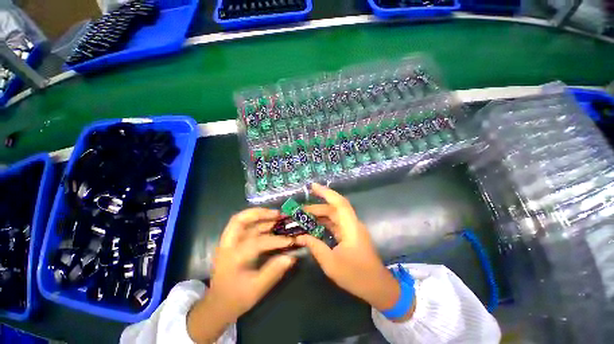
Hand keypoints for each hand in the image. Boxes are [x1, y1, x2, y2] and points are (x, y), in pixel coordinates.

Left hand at [187, 208, 296, 342]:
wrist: (217, 305)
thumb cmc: (236, 298)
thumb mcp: (256, 289)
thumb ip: (274, 271)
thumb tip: (291, 257)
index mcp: (234, 257)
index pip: (257, 242)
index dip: (276, 240)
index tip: (290, 241)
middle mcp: (228, 245)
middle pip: (240, 219)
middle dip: (260, 213)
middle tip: (277, 213)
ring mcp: (228, 243)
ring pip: (242, 220)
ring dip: (259, 215)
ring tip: (276, 215)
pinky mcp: (232, 243)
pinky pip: (244, 226)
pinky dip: (256, 221)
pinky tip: (268, 223)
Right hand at [297, 184, 413, 319]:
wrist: (377, 287)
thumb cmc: (356, 275)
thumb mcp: (331, 263)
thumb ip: (315, 247)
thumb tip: (300, 236)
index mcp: (350, 227)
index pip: (339, 203)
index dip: (326, 192)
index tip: (313, 186)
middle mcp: (352, 223)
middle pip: (334, 208)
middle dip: (317, 207)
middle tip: (300, 210)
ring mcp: (352, 229)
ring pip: (334, 216)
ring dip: (320, 215)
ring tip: (304, 217)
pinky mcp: (350, 235)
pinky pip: (335, 224)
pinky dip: (324, 223)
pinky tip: (314, 226)